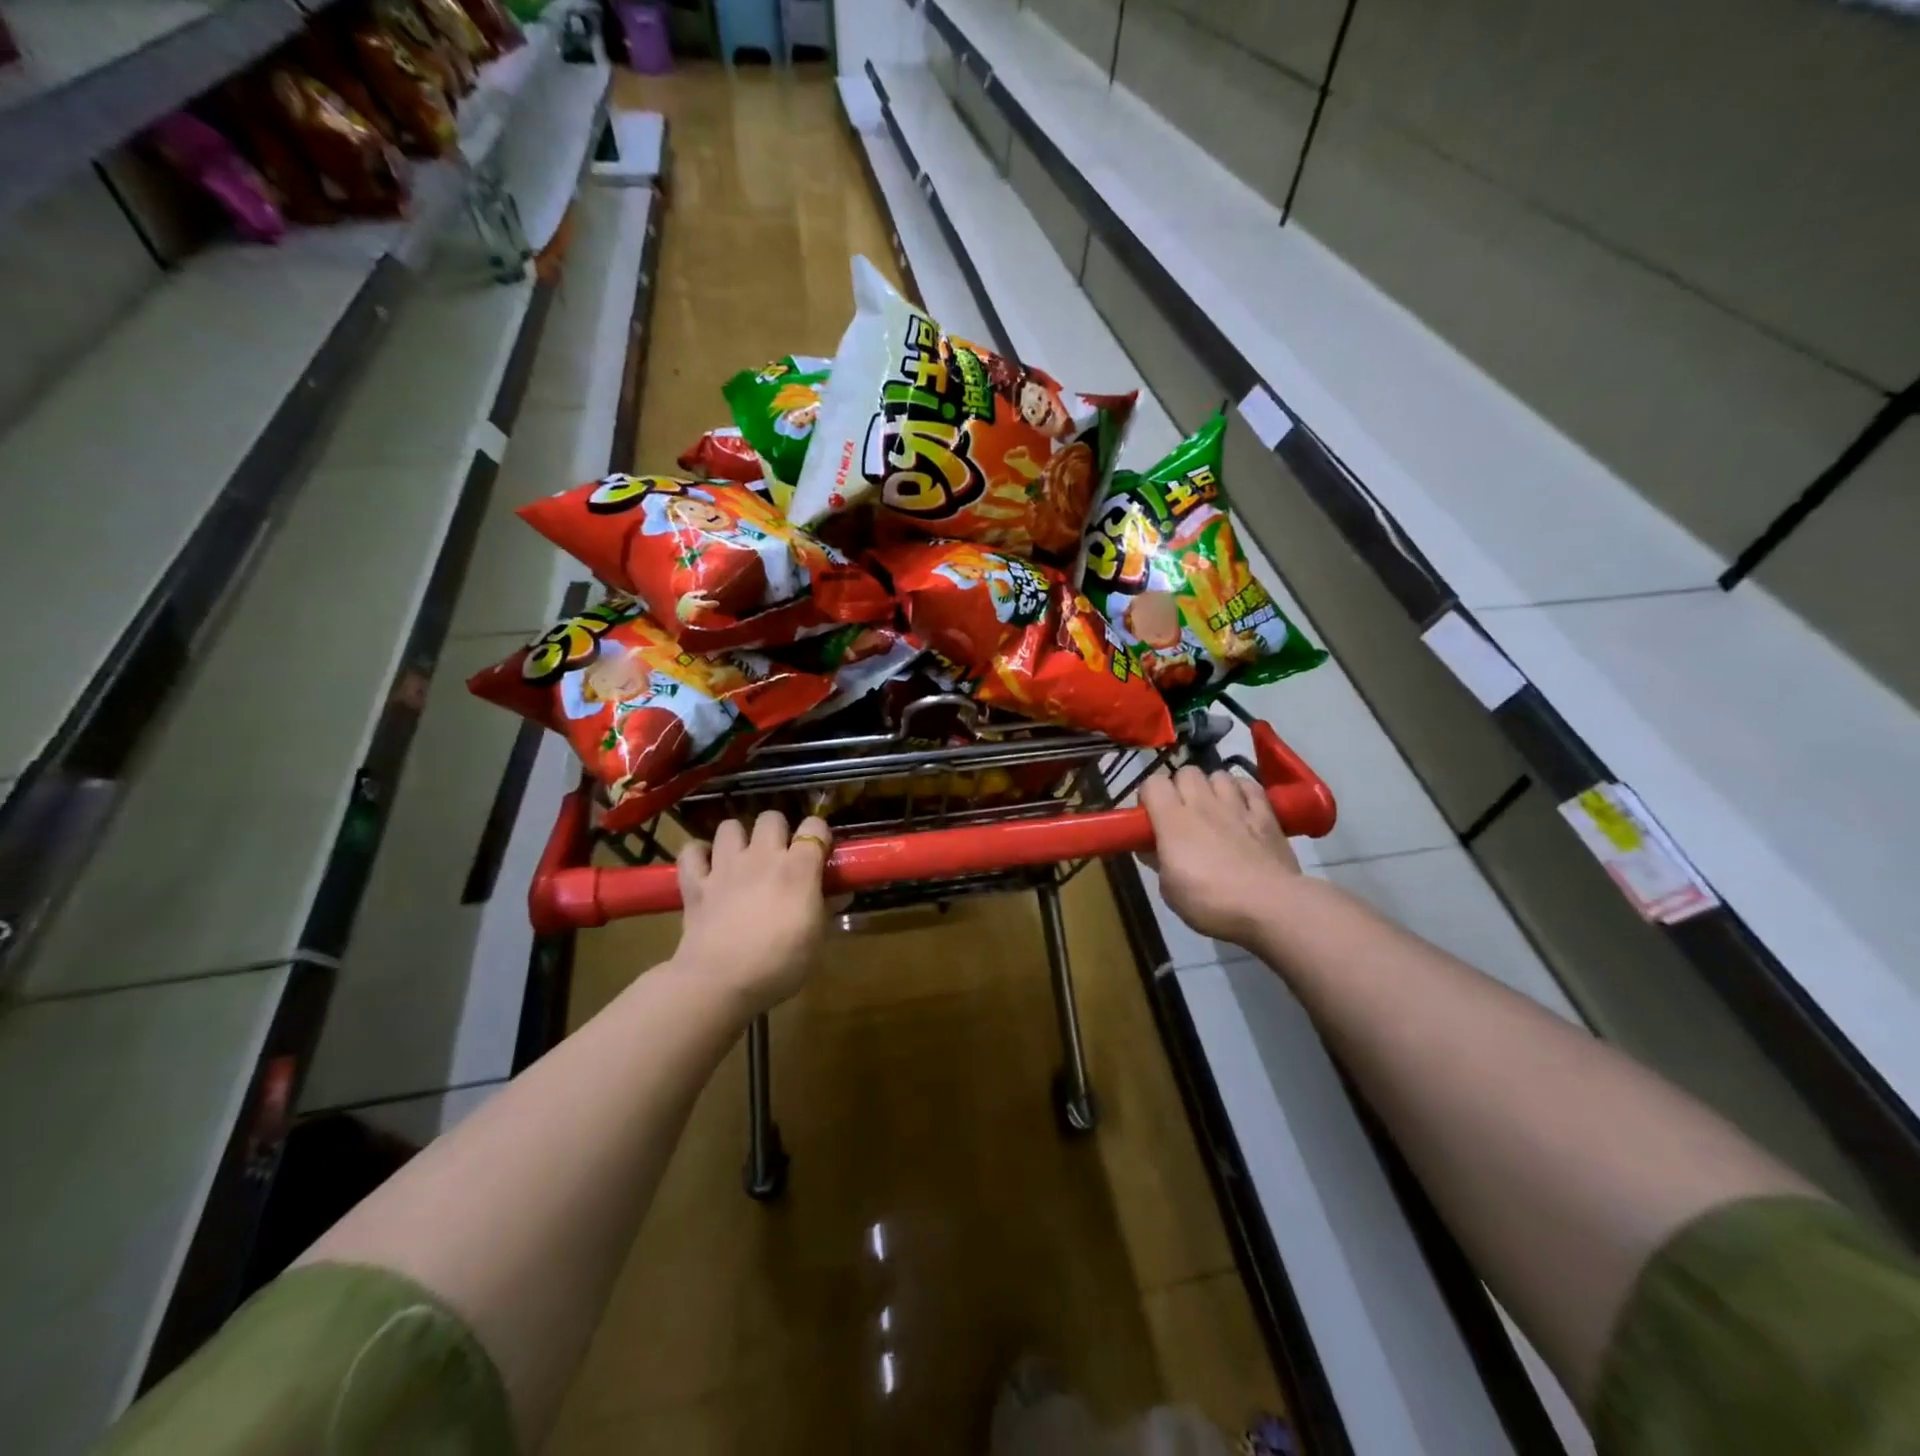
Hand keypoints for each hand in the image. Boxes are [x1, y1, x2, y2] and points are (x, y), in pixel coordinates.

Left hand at [673, 811, 833, 1015]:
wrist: (720, 982)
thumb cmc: (779, 964)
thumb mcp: (816, 939)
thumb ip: (826, 909)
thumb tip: (839, 894)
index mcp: (797, 868)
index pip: (814, 827)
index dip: (819, 834)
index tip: (820, 851)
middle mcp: (761, 857)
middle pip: (771, 818)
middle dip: (778, 831)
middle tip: (780, 856)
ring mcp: (725, 867)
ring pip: (729, 826)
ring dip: (738, 838)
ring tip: (742, 857)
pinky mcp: (695, 883)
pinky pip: (691, 852)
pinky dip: (697, 854)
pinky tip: (706, 866)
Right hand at [1141, 767, 1300, 946]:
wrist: (1271, 907)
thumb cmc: (1212, 902)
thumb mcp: (1170, 890)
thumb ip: (1158, 861)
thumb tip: (1150, 847)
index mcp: (1173, 821)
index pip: (1152, 783)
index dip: (1149, 796)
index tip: (1151, 817)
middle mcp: (1204, 804)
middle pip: (1186, 772)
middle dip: (1180, 787)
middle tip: (1182, 814)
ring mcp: (1237, 806)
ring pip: (1219, 775)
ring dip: (1212, 787)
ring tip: (1214, 809)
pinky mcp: (1266, 814)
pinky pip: (1250, 786)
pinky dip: (1242, 791)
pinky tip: (1241, 807)